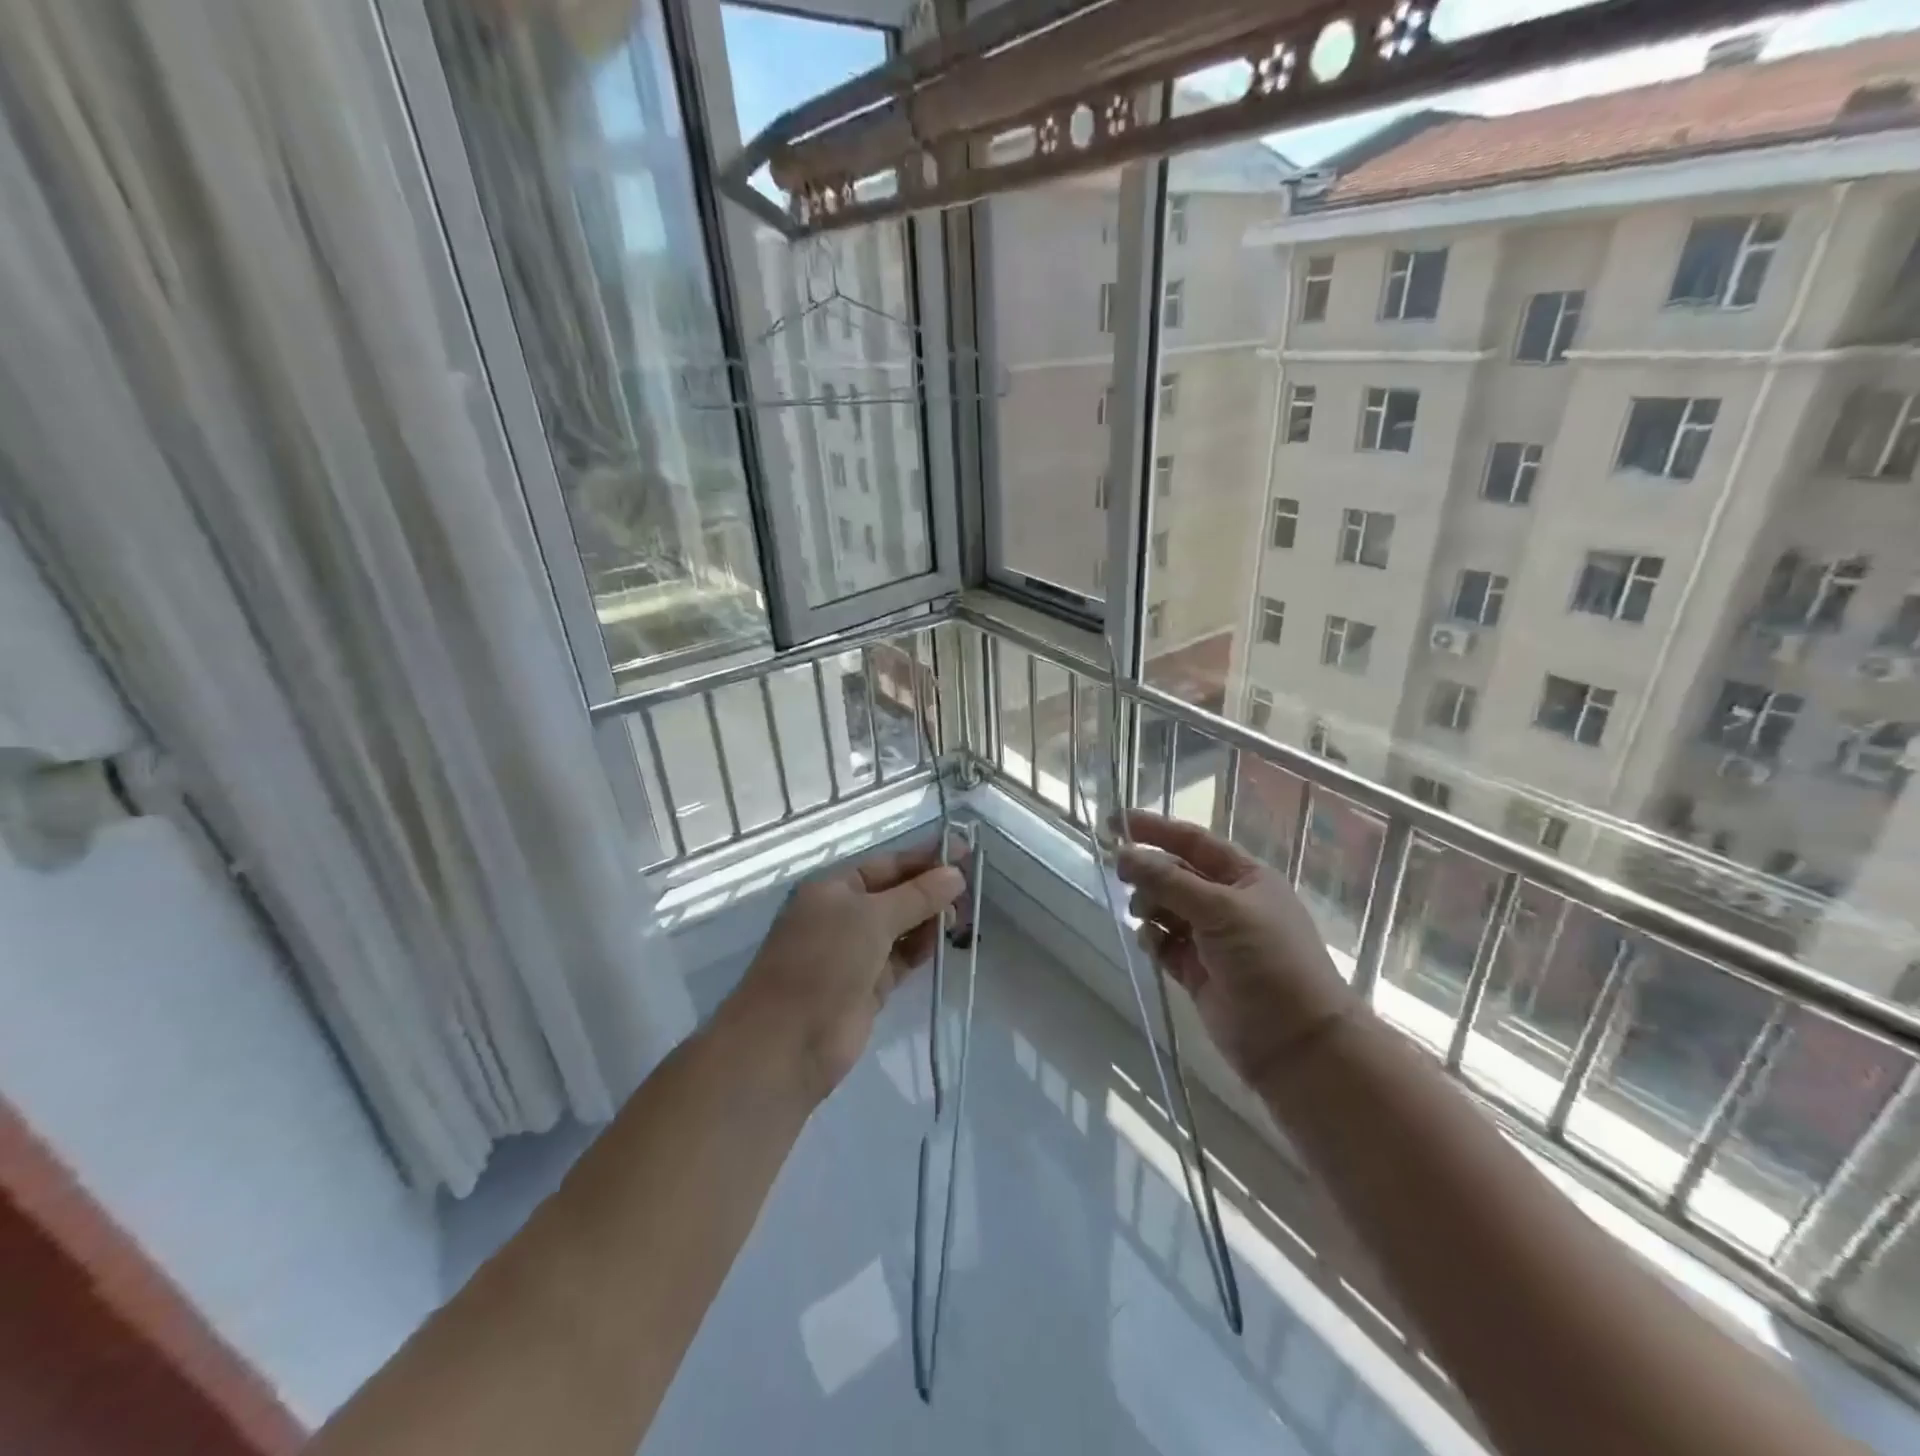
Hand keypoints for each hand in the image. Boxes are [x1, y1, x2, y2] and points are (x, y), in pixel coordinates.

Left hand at [731, 837, 967, 1103]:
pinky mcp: (868, 986)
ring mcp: (855, 953)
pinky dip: (922, 948)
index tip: (964, 850)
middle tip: (971, 887)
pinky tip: (945, 940)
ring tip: (964, 913)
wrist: (789, 1042)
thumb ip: (917, 895)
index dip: (924, 857)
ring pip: (901, 927)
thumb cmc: (824, 962)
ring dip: (930, 918)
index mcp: (833, 889)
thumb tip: (956, 874)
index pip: (886, 864)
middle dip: (930, 889)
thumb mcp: (872, 918)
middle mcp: (843, 916)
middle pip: (896, 894)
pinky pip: (901, 958)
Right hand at [1116, 812, 1353, 1091]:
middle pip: (1175, 874)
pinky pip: (1163, 943)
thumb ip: (1168, 881)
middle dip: (1148, 871)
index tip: (1115, 821)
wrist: (1296, 1042)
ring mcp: (1211, 938)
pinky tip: (1150, 943)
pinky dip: (1152, 939)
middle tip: (1120, 873)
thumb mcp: (1221, 910)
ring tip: (1142, 914)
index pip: (1193, 841)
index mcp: (1245, 877)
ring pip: (1165, 908)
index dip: (1155, 829)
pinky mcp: (1196, 971)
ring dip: (1148, 905)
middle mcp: (1227, 903)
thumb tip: (1123, 853)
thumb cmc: (1268, 961)